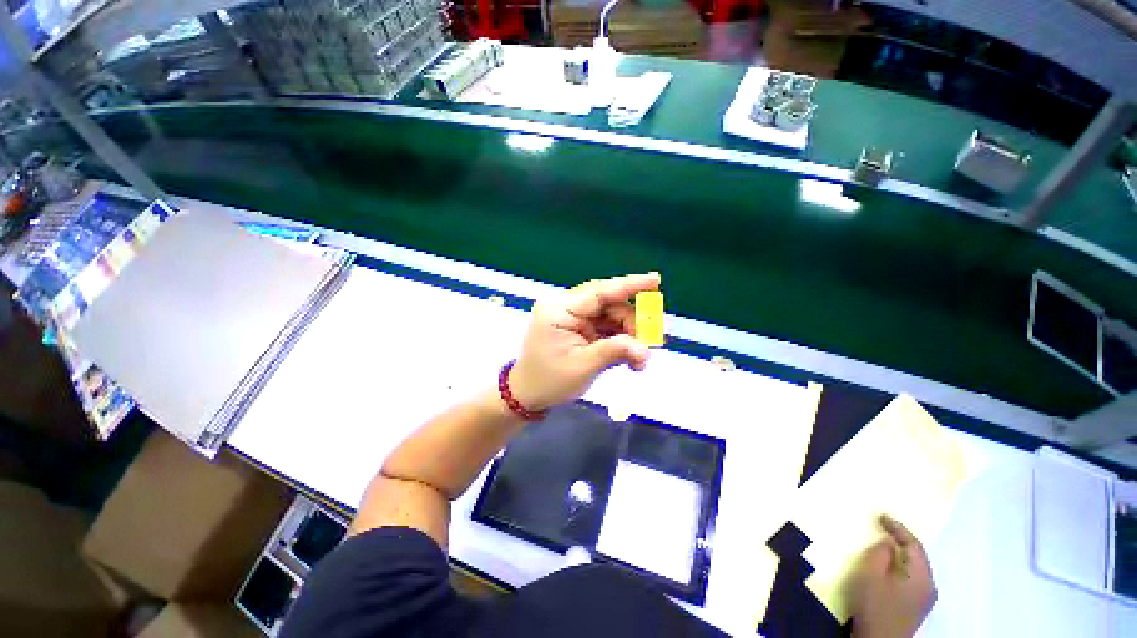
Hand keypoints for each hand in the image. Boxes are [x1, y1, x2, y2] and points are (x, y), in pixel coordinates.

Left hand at [509, 273, 660, 410]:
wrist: (527, 395)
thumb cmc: (549, 381)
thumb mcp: (583, 367)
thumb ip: (615, 352)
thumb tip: (646, 349)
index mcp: (559, 309)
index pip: (599, 292)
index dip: (630, 285)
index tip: (655, 280)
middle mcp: (565, 306)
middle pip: (608, 304)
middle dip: (631, 323)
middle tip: (648, 344)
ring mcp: (571, 316)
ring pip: (610, 316)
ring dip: (627, 334)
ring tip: (638, 360)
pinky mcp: (577, 327)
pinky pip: (604, 327)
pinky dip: (619, 340)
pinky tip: (628, 356)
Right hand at [848, 515, 936, 637]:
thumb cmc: (874, 606)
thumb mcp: (870, 575)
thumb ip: (880, 554)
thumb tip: (887, 543)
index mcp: (921, 576)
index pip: (914, 545)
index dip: (898, 528)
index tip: (881, 516)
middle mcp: (928, 585)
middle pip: (918, 556)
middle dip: (902, 541)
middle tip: (883, 527)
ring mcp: (924, 598)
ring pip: (915, 567)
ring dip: (901, 554)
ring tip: (884, 543)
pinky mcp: (916, 606)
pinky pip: (911, 577)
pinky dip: (901, 566)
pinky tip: (888, 566)